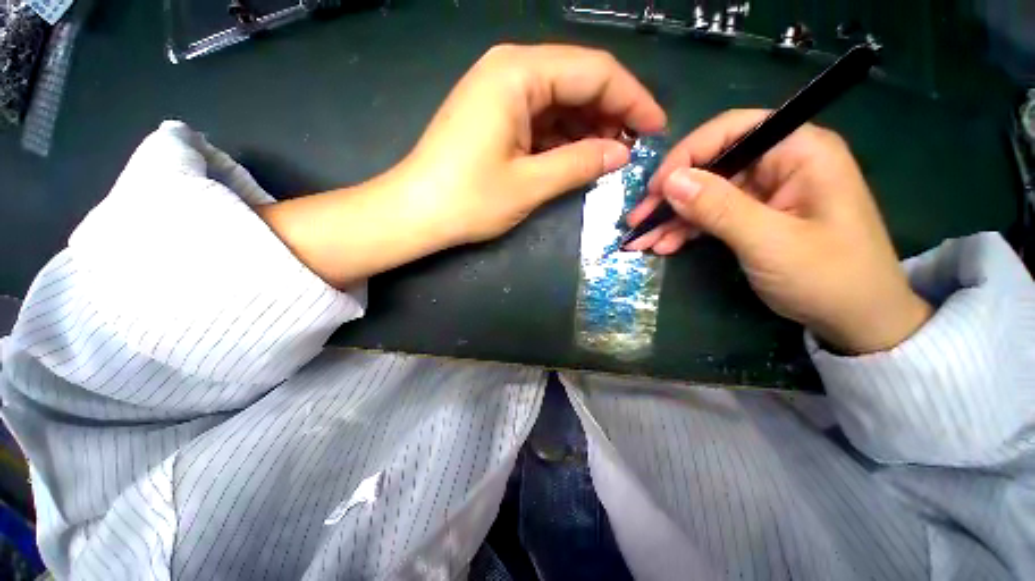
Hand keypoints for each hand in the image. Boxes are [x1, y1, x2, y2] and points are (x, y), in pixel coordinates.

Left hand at [396, 43, 665, 245]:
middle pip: (578, 81)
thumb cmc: (468, 199)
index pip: (595, 72)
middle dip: (611, 113)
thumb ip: (579, 163)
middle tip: (634, 148)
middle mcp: (510, 70)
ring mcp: (499, 93)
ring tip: (610, 156)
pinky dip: (564, 136)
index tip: (657, 128)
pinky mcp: (494, 116)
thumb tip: (621, 154)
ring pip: (561, 100)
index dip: (632, 100)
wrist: (415, 212)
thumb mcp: (530, 184)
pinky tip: (578, 155)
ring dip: (588, 127)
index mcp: (519, 73)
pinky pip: (541, 118)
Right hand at [625, 110, 930, 353]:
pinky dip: (686, 230)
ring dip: (672, 218)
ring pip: (706, 193)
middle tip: (637, 220)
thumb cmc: (827, 278)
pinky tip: (665, 245)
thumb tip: (670, 181)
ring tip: (642, 241)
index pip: (732, 131)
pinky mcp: (756, 215)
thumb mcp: (769, 242)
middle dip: (671, 195)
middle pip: (712, 166)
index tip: (655, 190)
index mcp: (799, 151)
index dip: (687, 156)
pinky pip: (712, 215)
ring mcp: (766, 191)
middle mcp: (781, 163)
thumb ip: (719, 207)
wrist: (857, 321)